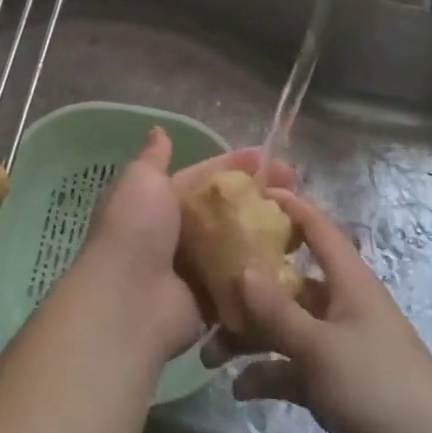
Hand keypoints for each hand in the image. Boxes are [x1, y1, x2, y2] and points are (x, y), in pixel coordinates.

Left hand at [76, 130, 295, 363]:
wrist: (127, 300)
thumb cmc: (135, 229)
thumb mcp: (141, 181)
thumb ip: (154, 158)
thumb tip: (158, 131)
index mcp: (161, 201)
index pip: (206, 177)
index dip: (237, 165)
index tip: (271, 157)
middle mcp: (179, 233)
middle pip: (227, 210)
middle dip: (260, 196)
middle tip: (297, 187)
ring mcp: (197, 269)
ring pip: (239, 244)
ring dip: (268, 232)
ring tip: (304, 219)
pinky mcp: (213, 301)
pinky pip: (244, 281)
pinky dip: (265, 270)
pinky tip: (296, 258)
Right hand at [209, 188, 431, 432]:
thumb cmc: (381, 389)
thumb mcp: (323, 349)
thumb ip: (278, 312)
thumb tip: (240, 269)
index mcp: (347, 282)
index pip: (315, 228)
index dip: (287, 207)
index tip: (247, 195)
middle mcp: (337, 305)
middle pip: (285, 281)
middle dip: (245, 287)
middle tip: (204, 290)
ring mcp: (332, 345)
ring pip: (280, 327)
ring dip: (247, 338)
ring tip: (210, 354)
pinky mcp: (329, 383)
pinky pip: (287, 368)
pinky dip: (264, 374)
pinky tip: (238, 389)